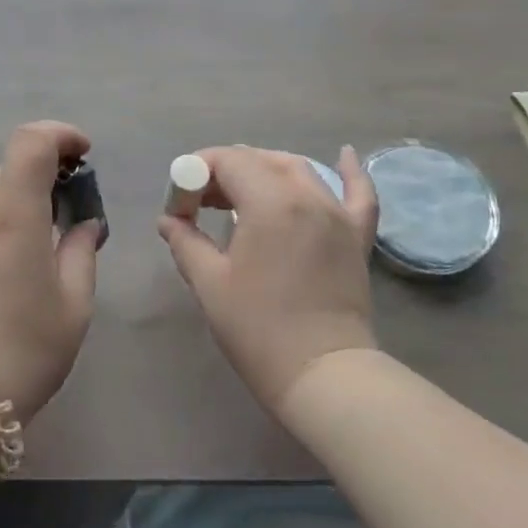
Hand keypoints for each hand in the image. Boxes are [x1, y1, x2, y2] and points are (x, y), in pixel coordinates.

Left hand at [0, 121, 103, 423]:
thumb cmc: (25, 348)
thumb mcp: (74, 303)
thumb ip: (81, 250)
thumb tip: (84, 222)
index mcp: (14, 213)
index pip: (32, 142)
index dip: (60, 134)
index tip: (81, 155)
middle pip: (12, 165)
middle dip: (43, 173)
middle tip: (64, 207)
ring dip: (11, 192)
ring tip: (26, 227)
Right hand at [158, 145, 380, 412]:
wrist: (323, 375)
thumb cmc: (259, 330)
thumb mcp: (210, 284)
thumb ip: (185, 242)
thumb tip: (168, 220)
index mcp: (270, 203)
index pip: (228, 161)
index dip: (197, 172)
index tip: (180, 201)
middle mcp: (307, 196)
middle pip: (260, 160)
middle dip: (225, 171)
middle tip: (201, 201)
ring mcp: (337, 214)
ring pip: (298, 169)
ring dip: (265, 169)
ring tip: (240, 191)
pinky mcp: (357, 236)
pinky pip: (359, 193)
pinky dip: (350, 172)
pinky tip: (344, 152)